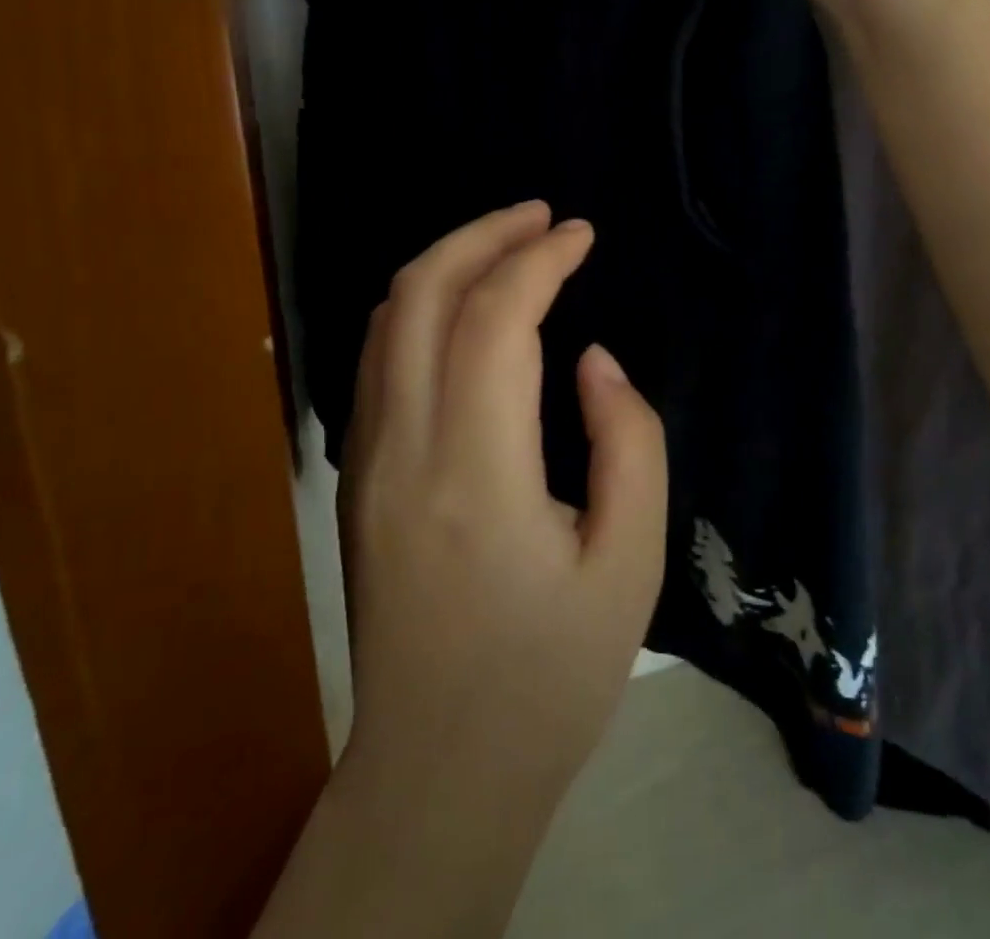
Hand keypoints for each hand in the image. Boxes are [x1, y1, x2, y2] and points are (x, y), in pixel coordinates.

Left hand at [339, 201, 668, 805]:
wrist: (441, 772)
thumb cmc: (551, 677)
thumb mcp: (631, 566)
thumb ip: (629, 444)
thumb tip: (593, 361)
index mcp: (475, 473)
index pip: (495, 320)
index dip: (540, 260)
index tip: (582, 234)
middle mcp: (402, 450)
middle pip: (419, 295)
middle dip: (481, 235)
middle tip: (541, 217)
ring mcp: (366, 462)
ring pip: (388, 320)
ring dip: (448, 263)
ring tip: (509, 244)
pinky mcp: (358, 478)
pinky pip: (381, 359)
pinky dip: (424, 306)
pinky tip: (468, 308)